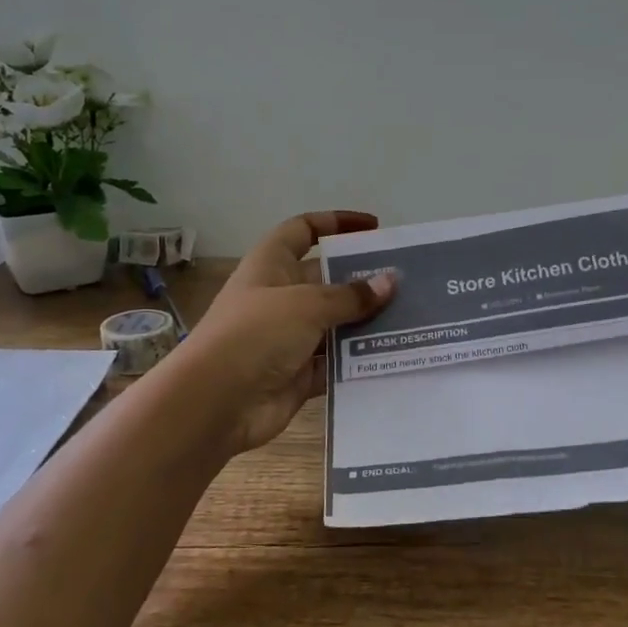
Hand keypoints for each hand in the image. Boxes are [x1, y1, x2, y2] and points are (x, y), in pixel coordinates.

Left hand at [169, 211, 395, 454]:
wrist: (215, 403)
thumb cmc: (255, 334)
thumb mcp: (306, 304)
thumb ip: (351, 295)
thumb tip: (390, 282)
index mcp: (271, 265)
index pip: (304, 230)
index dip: (336, 223)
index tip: (374, 227)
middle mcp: (280, 297)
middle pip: (327, 280)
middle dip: (364, 279)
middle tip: (408, 282)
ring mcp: (288, 338)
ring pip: (335, 324)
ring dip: (367, 323)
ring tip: (412, 320)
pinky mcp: (297, 375)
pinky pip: (335, 364)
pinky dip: (358, 362)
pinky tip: (393, 357)